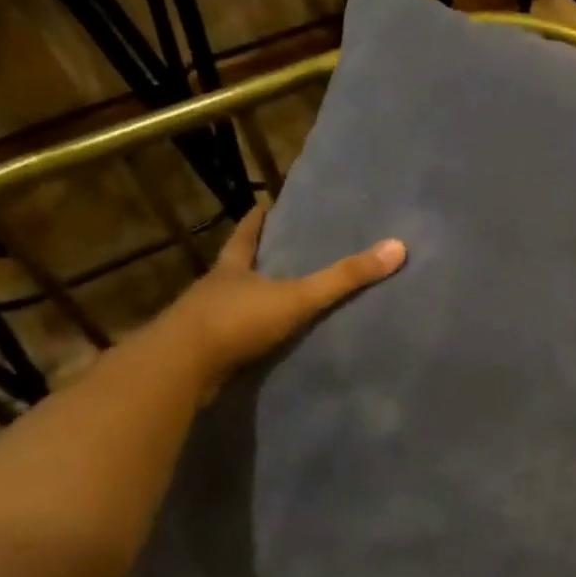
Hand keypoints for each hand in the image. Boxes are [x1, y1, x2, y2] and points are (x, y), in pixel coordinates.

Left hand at [159, 200, 405, 401]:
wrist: (178, 371)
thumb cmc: (236, 321)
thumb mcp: (298, 297)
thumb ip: (344, 278)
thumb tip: (397, 248)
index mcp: (232, 269)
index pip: (245, 236)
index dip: (256, 221)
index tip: (264, 205)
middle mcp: (214, 290)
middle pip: (235, 268)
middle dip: (254, 261)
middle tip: (279, 252)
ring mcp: (203, 324)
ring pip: (229, 305)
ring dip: (248, 302)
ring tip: (275, 300)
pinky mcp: (201, 356)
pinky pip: (229, 341)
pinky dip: (244, 339)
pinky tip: (261, 345)